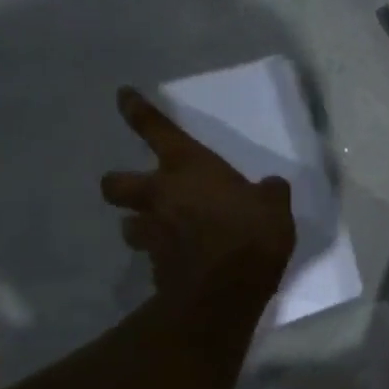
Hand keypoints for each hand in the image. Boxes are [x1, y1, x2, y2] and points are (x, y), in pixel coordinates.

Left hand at [100, 87, 295, 301]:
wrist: (224, 292)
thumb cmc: (250, 234)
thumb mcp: (274, 206)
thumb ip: (268, 192)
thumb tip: (269, 188)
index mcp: (187, 167)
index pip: (155, 129)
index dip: (137, 110)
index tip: (123, 96)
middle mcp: (160, 195)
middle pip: (114, 183)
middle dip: (120, 184)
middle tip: (140, 191)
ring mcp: (153, 233)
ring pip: (129, 224)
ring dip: (142, 225)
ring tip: (163, 233)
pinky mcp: (155, 268)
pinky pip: (152, 256)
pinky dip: (163, 257)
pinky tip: (182, 263)